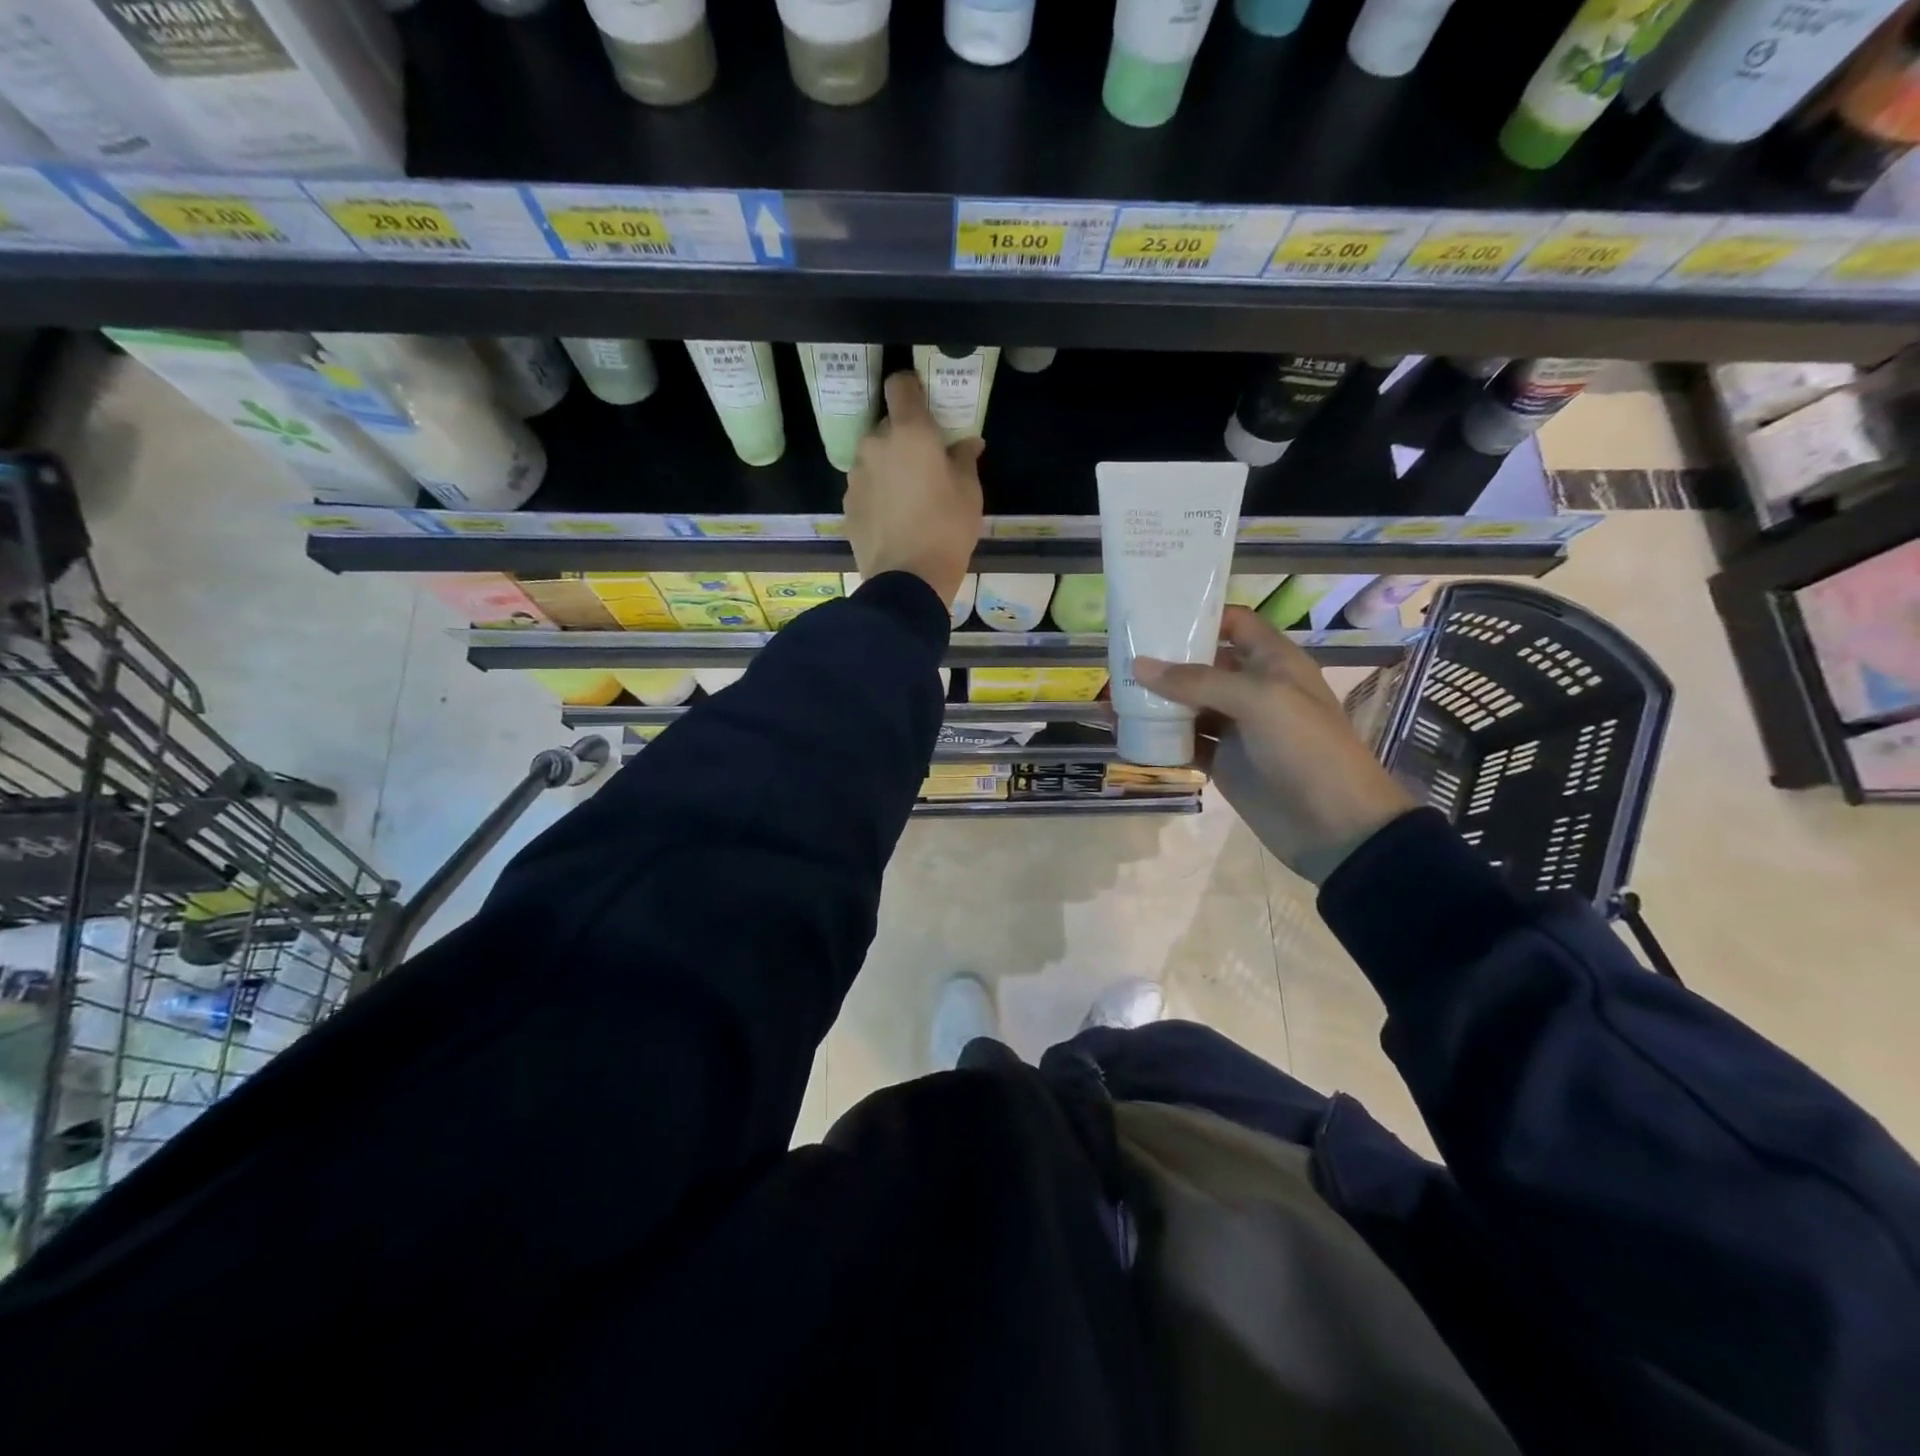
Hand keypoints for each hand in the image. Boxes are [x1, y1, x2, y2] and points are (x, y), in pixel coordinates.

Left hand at [844, 373, 983, 608]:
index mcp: (908, 433)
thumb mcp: (969, 493)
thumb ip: (964, 459)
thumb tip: (967, 443)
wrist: (907, 581)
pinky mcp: (848, 505)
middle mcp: (875, 445)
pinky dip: (878, 493)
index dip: (912, 388)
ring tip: (910, 497)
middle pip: (887, 426)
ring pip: (874, 458)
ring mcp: (856, 476)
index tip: (925, 404)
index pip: (900, 385)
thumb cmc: (946, 530)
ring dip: (889, 467)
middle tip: (927, 465)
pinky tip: (894, 518)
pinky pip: (866, 487)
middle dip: (905, 438)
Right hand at [1135, 606, 1417, 883]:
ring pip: (1187, 705)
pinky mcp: (1222, 762)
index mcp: (1273, 662)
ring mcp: (1235, 727)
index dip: (1200, 616)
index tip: (1155, 616)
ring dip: (1154, 701)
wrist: (1335, 826)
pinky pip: (1184, 742)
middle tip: (1118, 657)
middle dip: (1164, 660)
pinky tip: (1126, 733)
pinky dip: (1158, 738)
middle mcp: (1252, 689)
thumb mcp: (1258, 701)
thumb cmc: (1306, 748)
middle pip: (1202, 664)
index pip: (1234, 624)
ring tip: (1112, 695)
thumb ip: (1196, 682)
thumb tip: (1138, 666)